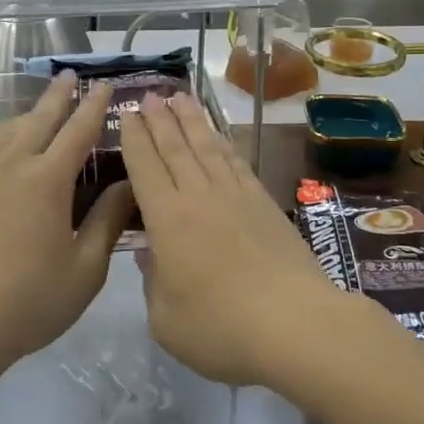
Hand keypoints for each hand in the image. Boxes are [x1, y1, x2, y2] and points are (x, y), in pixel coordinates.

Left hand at [0, 74, 132, 371]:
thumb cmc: (29, 301)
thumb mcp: (85, 268)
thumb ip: (108, 220)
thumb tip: (129, 184)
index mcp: (47, 179)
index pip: (78, 129)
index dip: (94, 105)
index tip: (105, 84)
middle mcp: (12, 164)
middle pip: (39, 117)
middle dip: (59, 94)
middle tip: (71, 74)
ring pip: (9, 128)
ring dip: (30, 112)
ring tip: (42, 108)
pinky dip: (3, 133)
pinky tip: (4, 143)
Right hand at [120, 91, 336, 385]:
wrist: (295, 323)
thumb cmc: (221, 329)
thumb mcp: (167, 321)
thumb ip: (152, 283)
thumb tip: (149, 254)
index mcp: (168, 218)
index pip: (145, 167)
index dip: (134, 138)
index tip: (128, 114)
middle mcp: (199, 195)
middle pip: (175, 147)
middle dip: (160, 119)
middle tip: (149, 94)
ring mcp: (235, 195)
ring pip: (207, 146)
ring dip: (191, 120)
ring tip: (180, 97)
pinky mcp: (264, 202)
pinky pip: (236, 161)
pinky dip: (223, 143)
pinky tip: (218, 136)